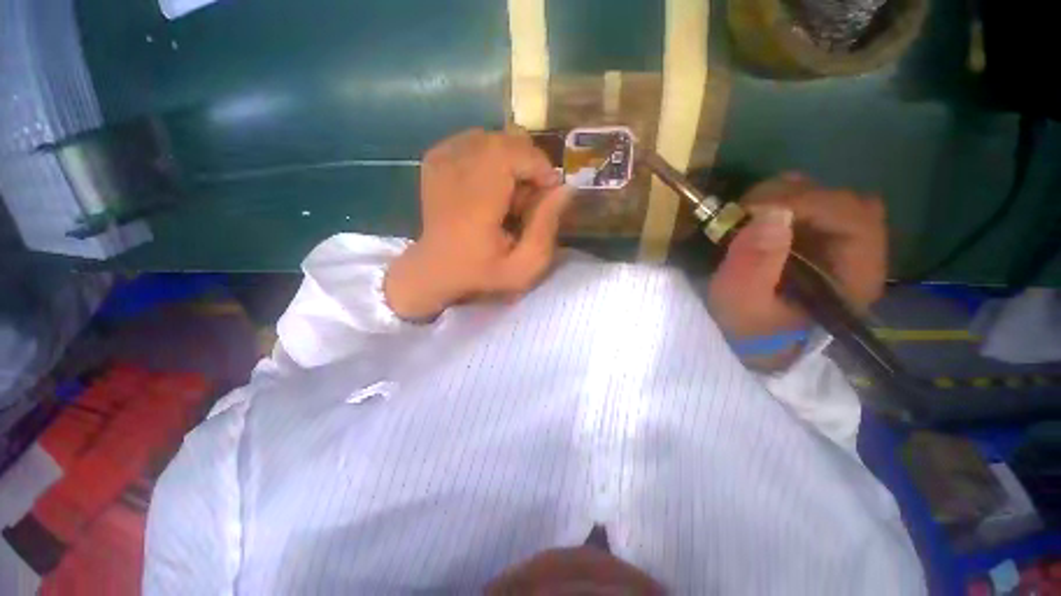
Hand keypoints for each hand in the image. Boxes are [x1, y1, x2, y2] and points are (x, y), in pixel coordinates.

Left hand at [384, 129, 571, 319]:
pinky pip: (475, 139)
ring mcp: (441, 161)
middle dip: (529, 164)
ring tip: (509, 194)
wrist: (435, 269)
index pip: (511, 153)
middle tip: (530, 196)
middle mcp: (453, 172)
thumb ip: (546, 228)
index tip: (549, 191)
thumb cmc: (481, 273)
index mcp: (474, 202)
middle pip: (505, 140)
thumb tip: (565, 188)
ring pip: (492, 137)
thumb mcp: (523, 267)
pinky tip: (491, 183)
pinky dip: (492, 156)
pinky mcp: (436, 158)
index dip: (539, 165)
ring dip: (512, 161)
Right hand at [707, 173, 887, 370]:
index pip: (855, 219)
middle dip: (793, 198)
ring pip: (827, 198)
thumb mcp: (742, 305)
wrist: (755, 341)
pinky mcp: (818, 239)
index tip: (754, 209)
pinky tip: (757, 218)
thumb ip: (754, 265)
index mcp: (855, 276)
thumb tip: (771, 213)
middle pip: (844, 202)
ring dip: (786, 197)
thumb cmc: (752, 329)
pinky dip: (781, 202)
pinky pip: (809, 205)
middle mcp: (859, 254)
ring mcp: (839, 244)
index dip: (808, 203)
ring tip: (749, 215)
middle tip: (746, 211)